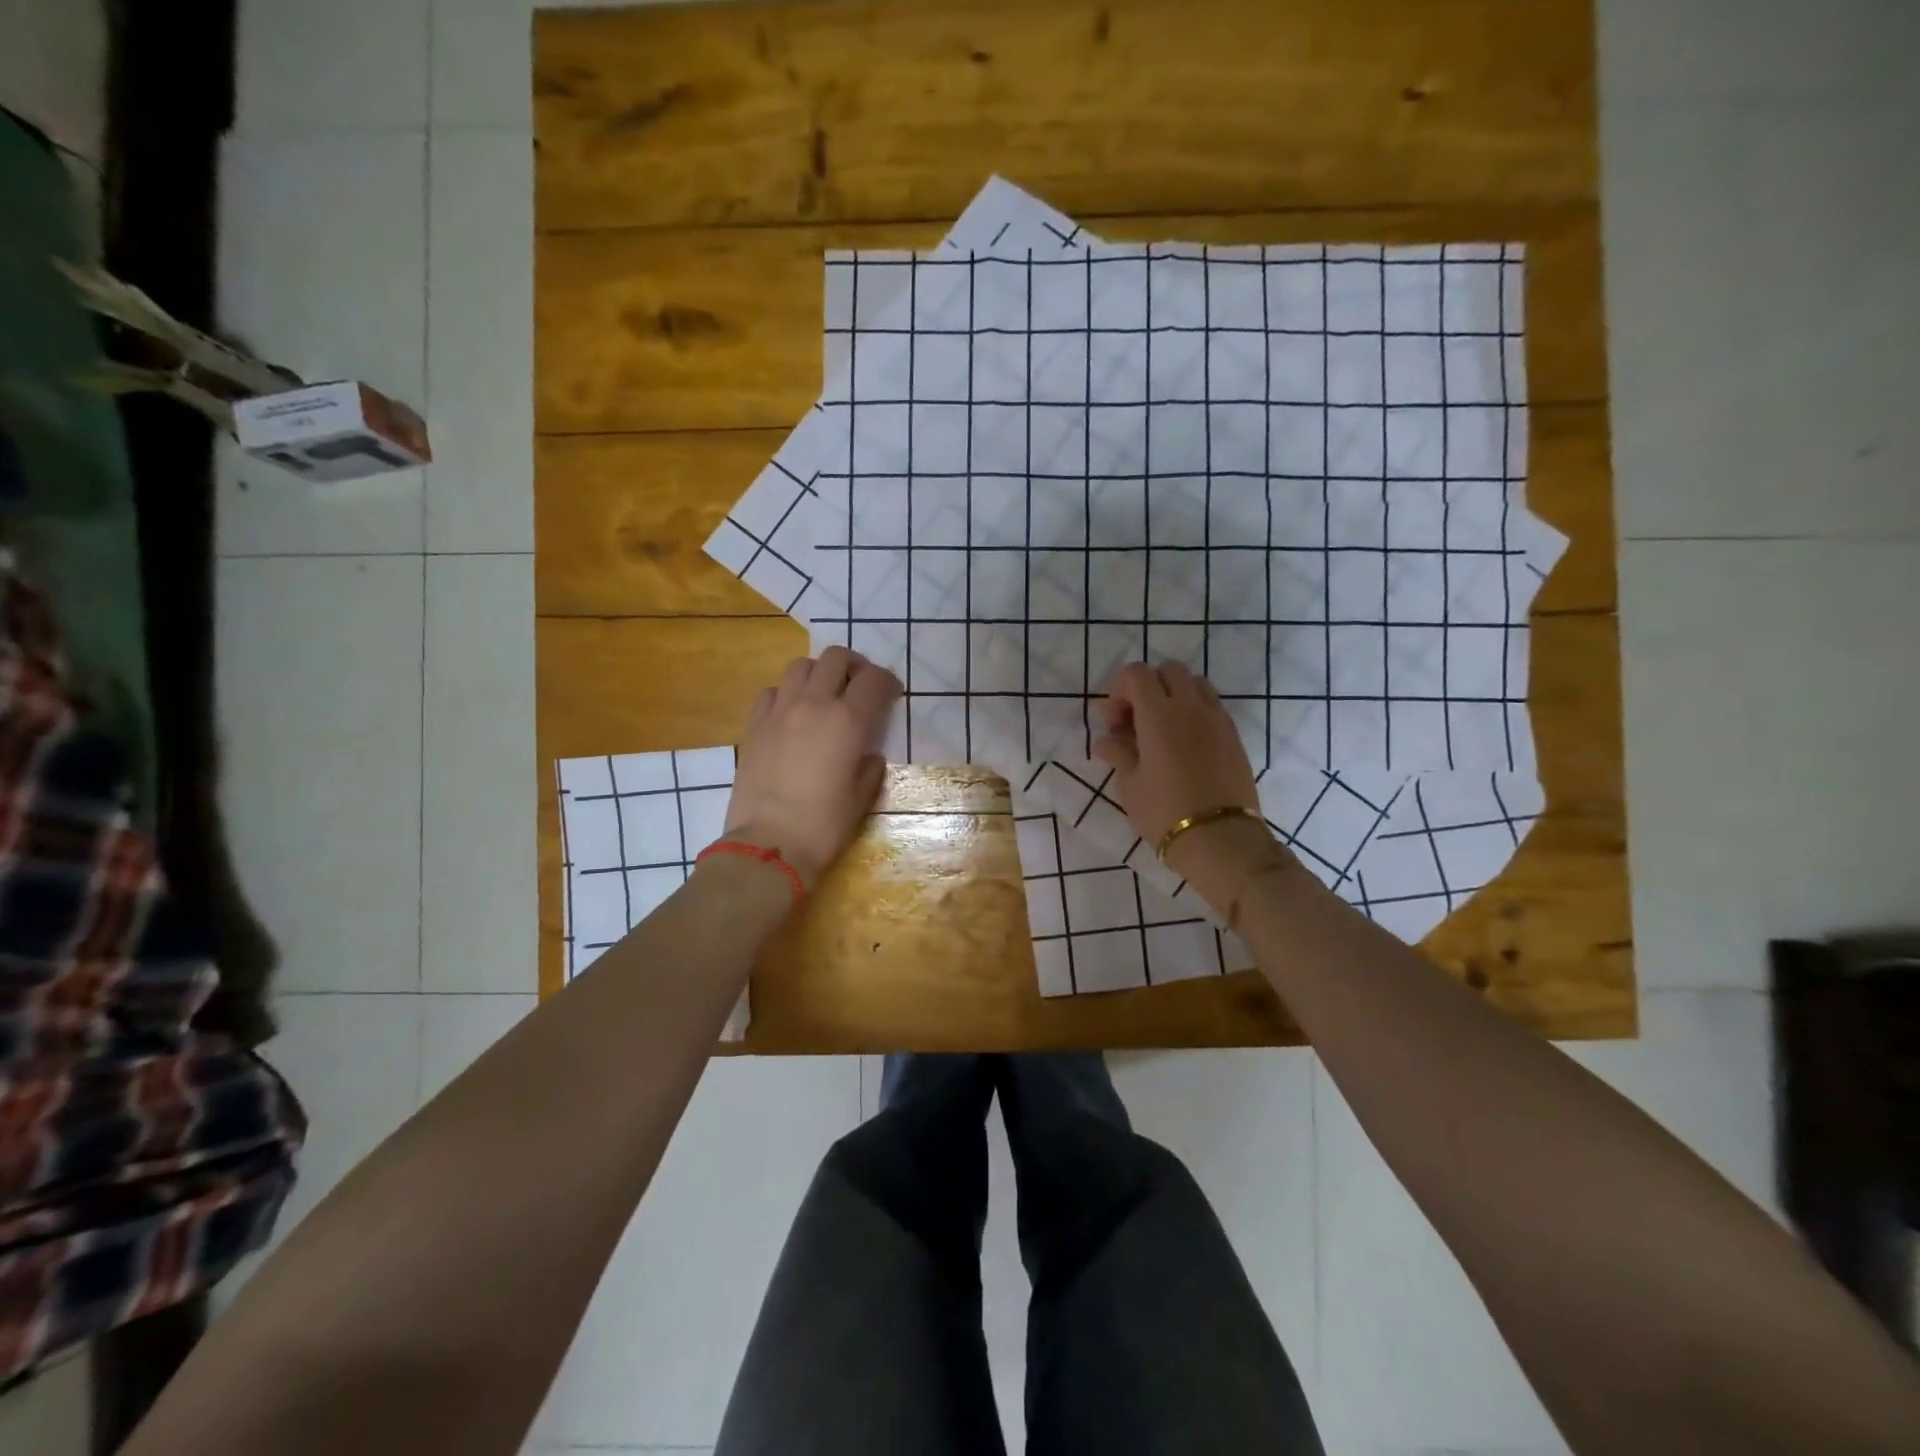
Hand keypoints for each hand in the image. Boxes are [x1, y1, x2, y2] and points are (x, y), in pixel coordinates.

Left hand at [724, 648, 900, 886]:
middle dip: (853, 666)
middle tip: (858, 686)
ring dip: (818, 672)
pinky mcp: (754, 725)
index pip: (873, 680)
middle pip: (835, 657)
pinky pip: (771, 691)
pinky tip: (790, 714)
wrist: (769, 843)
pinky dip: (785, 693)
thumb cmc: (824, 825)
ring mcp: (779, 711)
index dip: (887, 682)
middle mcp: (813, 704)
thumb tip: (868, 756)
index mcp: (847, 721)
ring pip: (800, 666)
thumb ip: (869, 768)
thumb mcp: (861, 798)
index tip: (891, 694)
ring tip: (823, 694)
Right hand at [1092, 661, 1281, 901]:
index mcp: (1160, 714)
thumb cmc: (1164, 812)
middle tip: (1135, 722)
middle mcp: (1191, 707)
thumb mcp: (1129, 785)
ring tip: (1161, 732)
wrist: (1221, 840)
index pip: (1136, 673)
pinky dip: (1193, 713)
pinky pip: (1211, 707)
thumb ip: (1118, 753)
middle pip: (1168, 670)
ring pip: (1195, 684)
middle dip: (1148, 687)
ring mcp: (1218, 719)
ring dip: (1174, 697)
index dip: (1118, 690)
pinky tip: (1183, 747)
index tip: (1114, 723)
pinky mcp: (1234, 736)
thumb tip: (1108, 741)